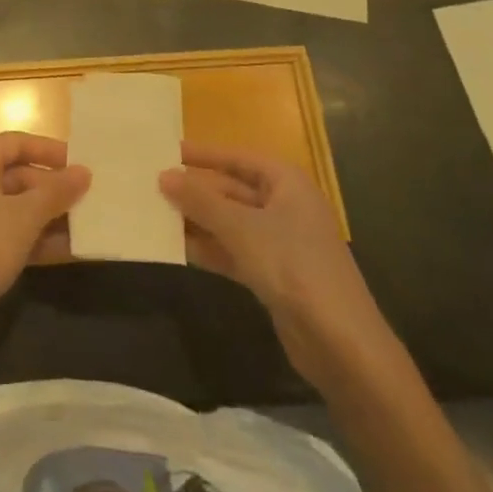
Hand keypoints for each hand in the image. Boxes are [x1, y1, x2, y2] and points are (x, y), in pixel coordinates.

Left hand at [0, 133, 90, 345]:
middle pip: (20, 175)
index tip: (80, 162)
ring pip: (19, 207)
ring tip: (90, 224)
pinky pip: (15, 233)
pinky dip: (40, 238)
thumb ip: (57, 191)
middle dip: (54, 187)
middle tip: (91, 197)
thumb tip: (84, 172)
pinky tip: (72, 250)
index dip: (48, 149)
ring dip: (52, 215)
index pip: (16, 142)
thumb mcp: (26, 215)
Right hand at [160, 142, 395, 389]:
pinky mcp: (273, 274)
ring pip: (230, 222)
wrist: (339, 341)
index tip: (167, 150)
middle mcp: (284, 206)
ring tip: (155, 214)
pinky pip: (233, 251)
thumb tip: (163, 176)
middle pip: (232, 190)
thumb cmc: (292, 265)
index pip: (238, 158)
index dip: (203, 154)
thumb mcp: (240, 227)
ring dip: (197, 220)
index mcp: (286, 183)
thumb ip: (200, 201)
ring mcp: (280, 242)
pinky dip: (209, 248)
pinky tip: (177, 248)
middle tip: (152, 185)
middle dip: (195, 190)